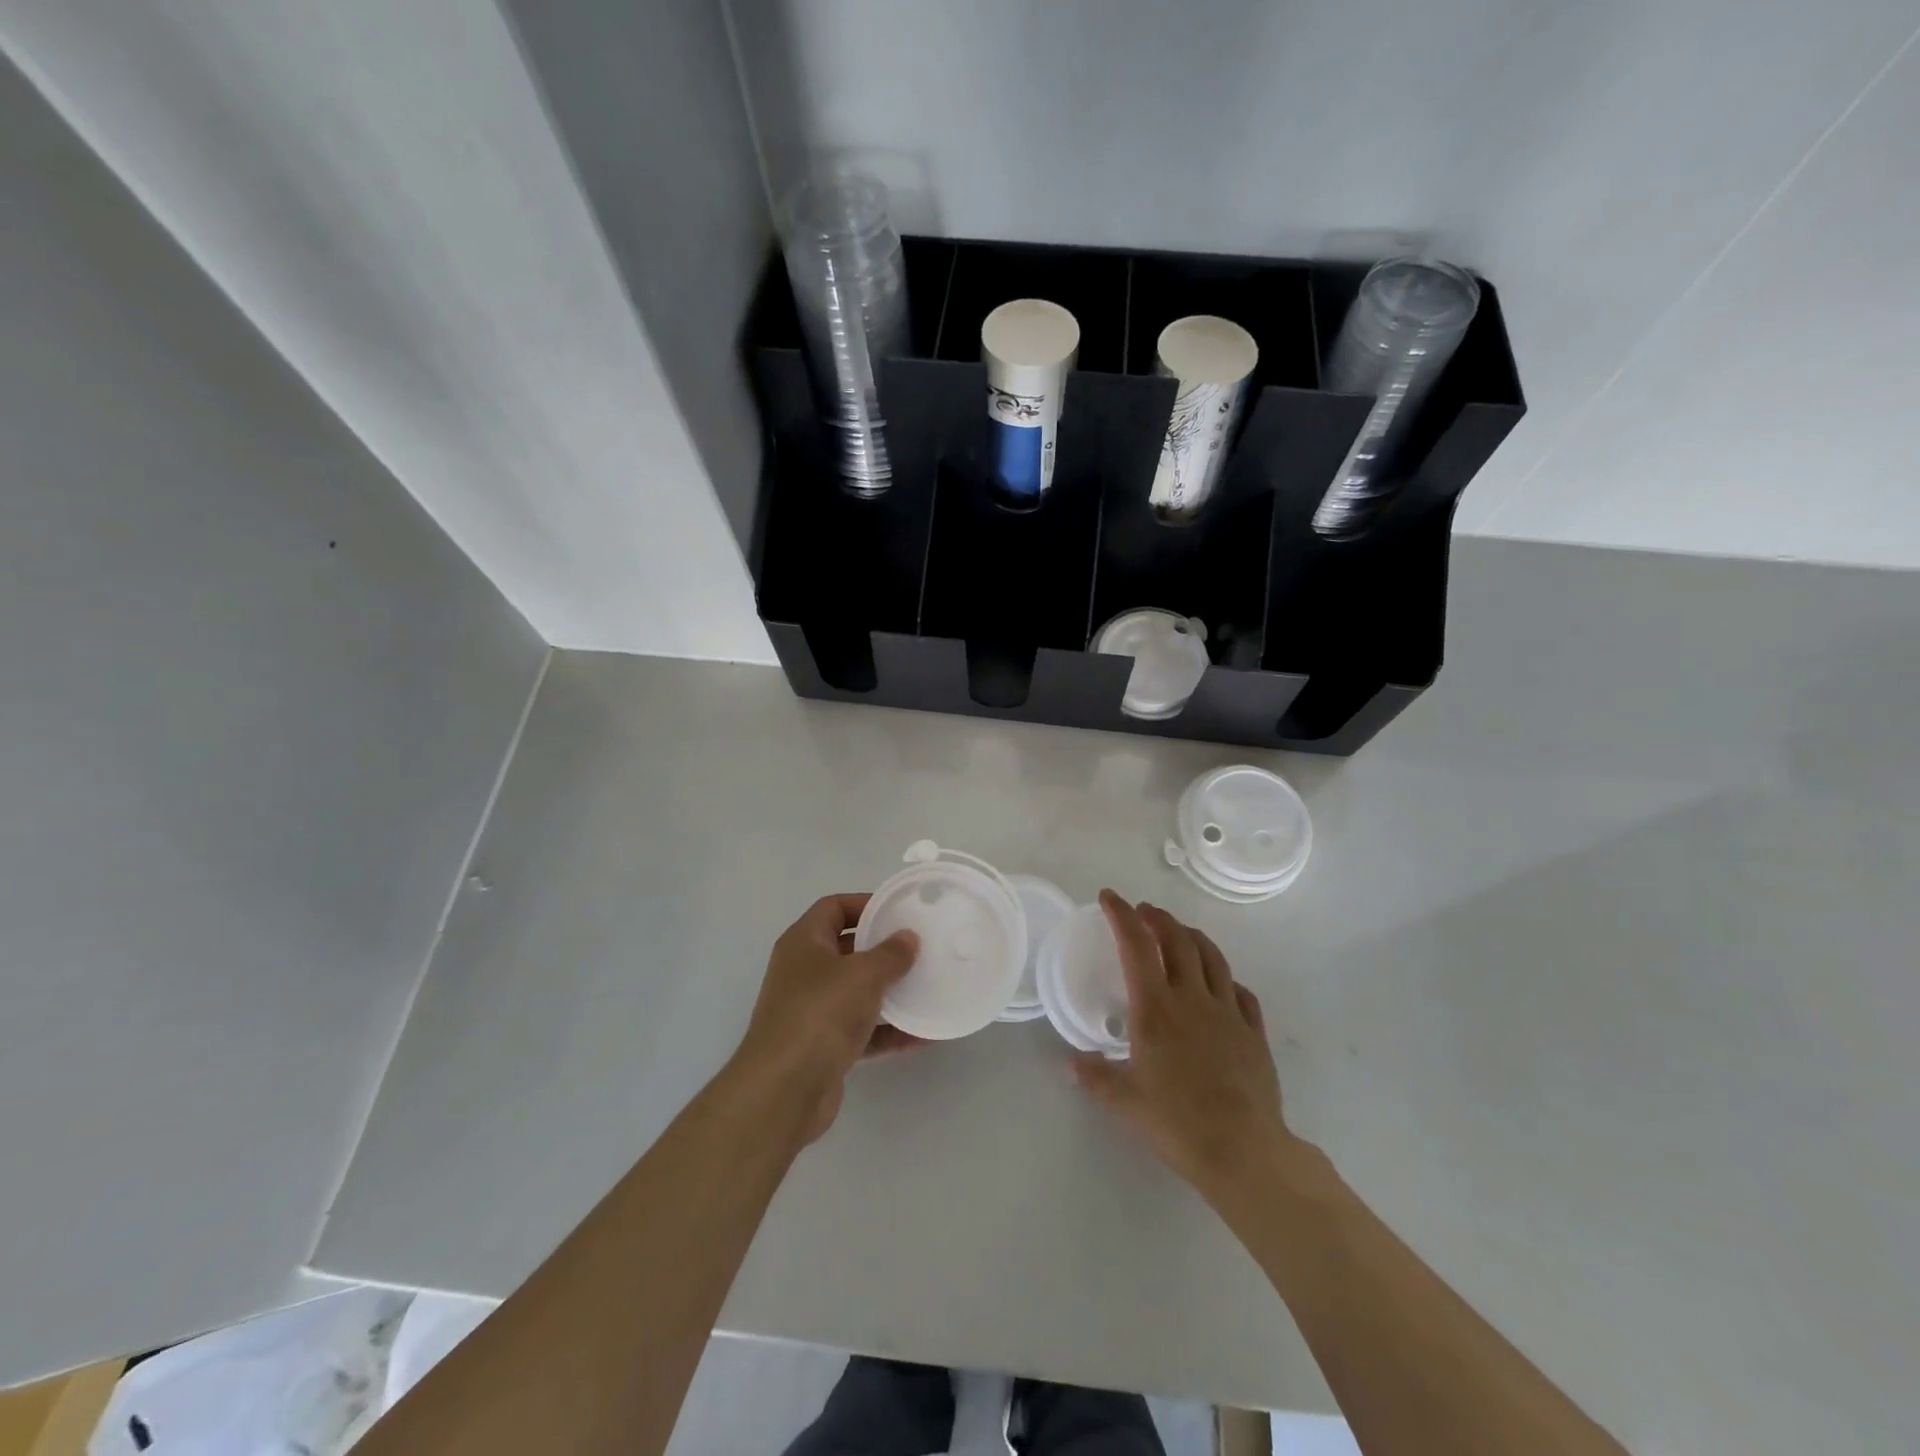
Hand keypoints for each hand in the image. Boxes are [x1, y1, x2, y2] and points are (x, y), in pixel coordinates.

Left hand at [732, 894, 921, 1143]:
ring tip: (928, 986)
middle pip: (847, 949)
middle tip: (920, 948)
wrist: (783, 1091)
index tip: (901, 912)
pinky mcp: (823, 1047)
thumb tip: (908, 938)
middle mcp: (804, 972)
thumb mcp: (863, 974)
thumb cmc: (820, 1013)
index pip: (834, 908)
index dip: (866, 904)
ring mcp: (812, 1011)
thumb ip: (890, 953)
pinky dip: (889, 1030)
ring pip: (857, 992)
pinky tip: (923, 1034)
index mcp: (804, 942)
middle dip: (883, 949)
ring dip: (890, 991)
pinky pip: (862, 1030)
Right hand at [1073, 891, 1299, 1200]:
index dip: (1121, 915)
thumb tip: (1073, 1064)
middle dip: (1158, 918)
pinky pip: (1240, 992)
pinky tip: (1220, 984)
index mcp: (1155, 1007)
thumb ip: (1096, 1077)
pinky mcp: (1253, 1032)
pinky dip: (1225, 978)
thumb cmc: (1176, 1121)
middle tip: (1144, 912)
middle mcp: (1192, 998)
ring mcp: (1227, 1012)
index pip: (1136, 946)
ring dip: (1192, 936)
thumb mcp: (1124, 1102)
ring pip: (1212, 957)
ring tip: (1180, 932)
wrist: (1243, 1150)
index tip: (1109, 897)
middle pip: (1177, 940)